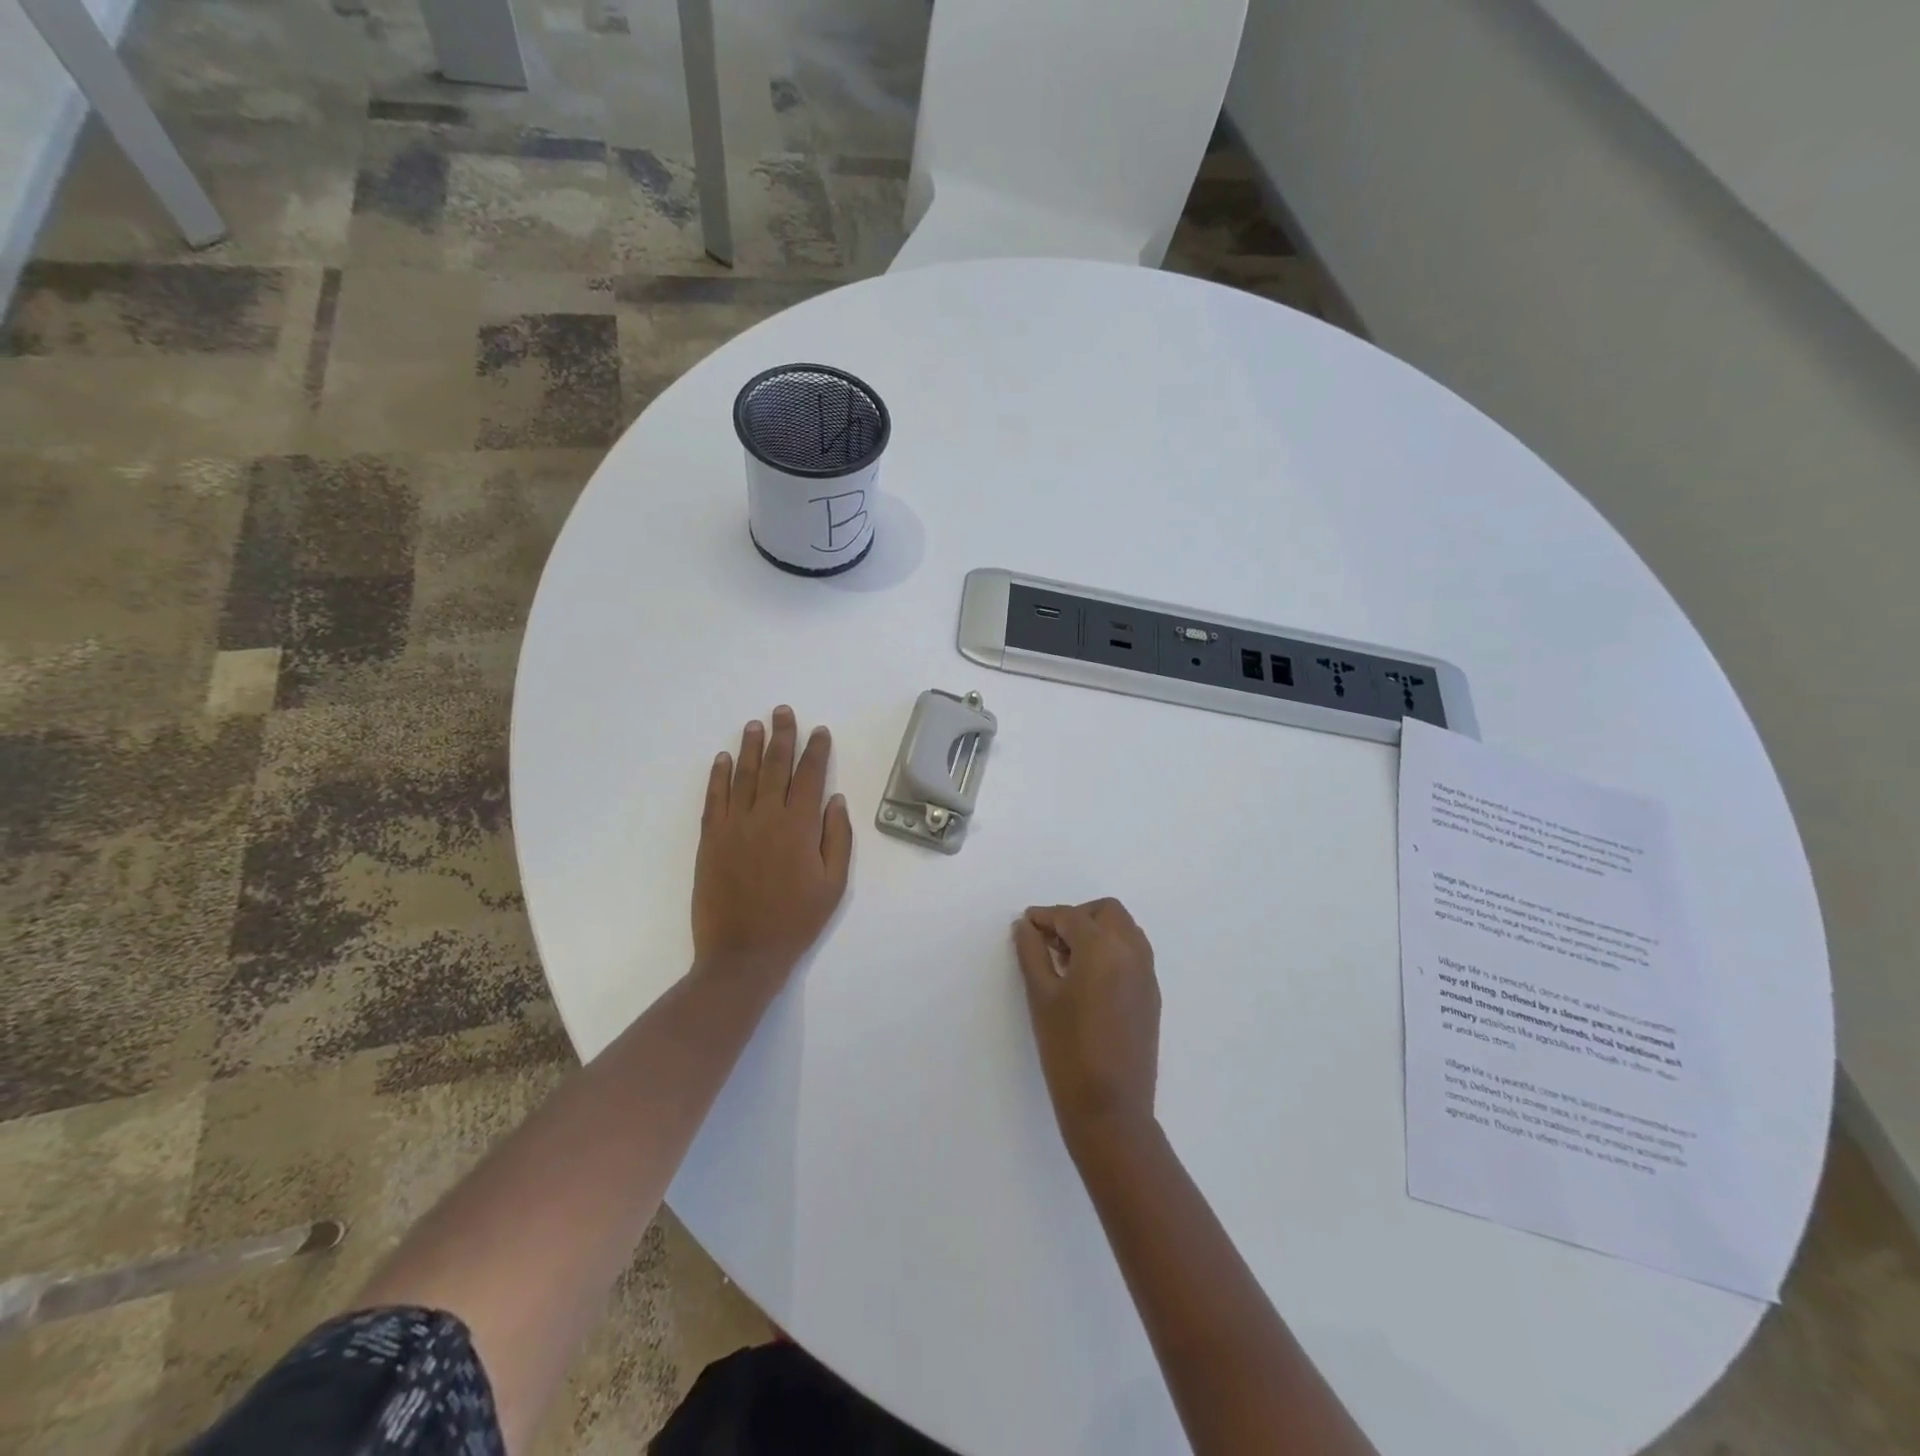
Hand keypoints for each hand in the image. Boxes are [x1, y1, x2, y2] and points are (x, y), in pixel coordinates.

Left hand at [693, 706, 852, 983]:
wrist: (743, 953)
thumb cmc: (796, 920)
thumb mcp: (833, 884)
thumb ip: (837, 838)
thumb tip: (835, 800)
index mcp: (799, 827)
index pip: (810, 776)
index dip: (816, 751)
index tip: (819, 731)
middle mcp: (766, 817)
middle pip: (774, 766)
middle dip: (781, 736)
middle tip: (783, 711)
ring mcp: (734, 826)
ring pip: (742, 776)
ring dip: (749, 747)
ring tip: (755, 724)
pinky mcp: (710, 839)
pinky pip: (714, 799)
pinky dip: (718, 776)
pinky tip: (722, 759)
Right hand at [1012, 898, 1161, 1153]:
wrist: (1111, 1108)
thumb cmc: (1068, 1050)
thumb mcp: (1041, 997)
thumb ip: (1032, 953)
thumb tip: (1026, 927)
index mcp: (1103, 947)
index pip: (1071, 916)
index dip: (1045, 916)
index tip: (1025, 923)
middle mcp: (1132, 952)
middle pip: (1106, 912)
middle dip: (1077, 916)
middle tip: (1050, 939)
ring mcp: (1147, 974)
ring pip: (1124, 930)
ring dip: (1096, 930)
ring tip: (1066, 958)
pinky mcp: (1151, 996)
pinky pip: (1133, 954)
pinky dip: (1111, 950)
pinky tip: (1087, 978)